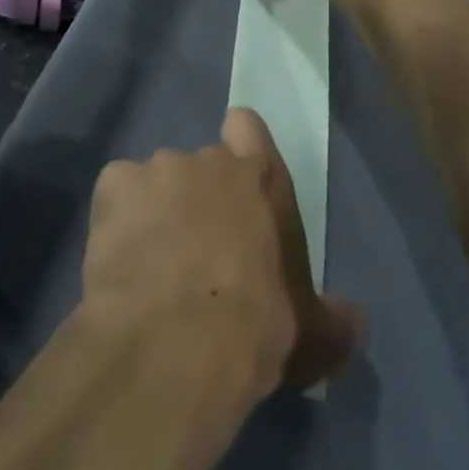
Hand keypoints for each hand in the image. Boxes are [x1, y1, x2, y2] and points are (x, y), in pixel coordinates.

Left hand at [82, 108, 363, 400]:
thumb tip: (354, 320)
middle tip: (194, 253)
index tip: (235, 182)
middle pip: (198, 167)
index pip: (248, 128)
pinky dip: (117, 220)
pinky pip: (116, 194)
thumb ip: (334, 320)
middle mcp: (206, 161)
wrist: (175, 341)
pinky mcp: (114, 184)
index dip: (240, 146)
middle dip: (196, 200)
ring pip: (154, 183)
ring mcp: (157, 168)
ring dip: (154, 212)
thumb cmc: (255, 328)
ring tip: (151, 265)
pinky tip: (120, 260)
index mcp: (258, 179)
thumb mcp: (312, 335)